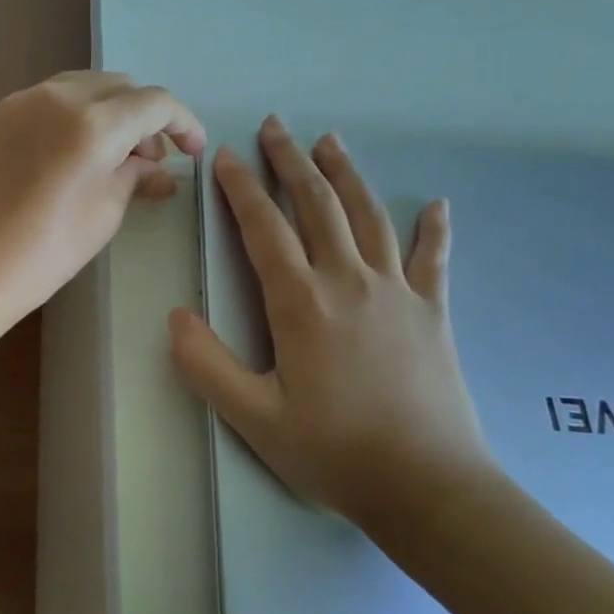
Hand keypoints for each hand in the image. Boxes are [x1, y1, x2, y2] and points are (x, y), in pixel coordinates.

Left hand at [0, 71, 206, 335]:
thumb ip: (133, 175)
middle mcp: (59, 97)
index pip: (154, 104)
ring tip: (117, 155)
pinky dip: (79, 113)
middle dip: (146, 116)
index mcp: (93, 124)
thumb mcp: (104, 214)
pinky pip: (54, 98)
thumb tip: (155, 165)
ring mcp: (24, 101)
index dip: (183, 123)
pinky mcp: (0, 114)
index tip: (193, 151)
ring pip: (86, 87)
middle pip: (121, 86)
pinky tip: (79, 150)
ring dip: (113, 110)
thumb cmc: (43, 254)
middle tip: (152, 159)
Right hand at [168, 117, 500, 536]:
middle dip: (291, 162)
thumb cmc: (334, 451)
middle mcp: (348, 280)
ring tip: (331, 141)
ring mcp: (396, 291)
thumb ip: (207, 365)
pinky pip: (434, 259)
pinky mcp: (433, 311)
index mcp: (301, 302)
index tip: (225, 155)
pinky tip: (437, 204)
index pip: (264, 228)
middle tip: (275, 126)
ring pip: (368, 216)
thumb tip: (176, 315)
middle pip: (317, 205)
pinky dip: (434, 229)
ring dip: (346, 174)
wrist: (428, 487)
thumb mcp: (254, 418)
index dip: (241, 188)